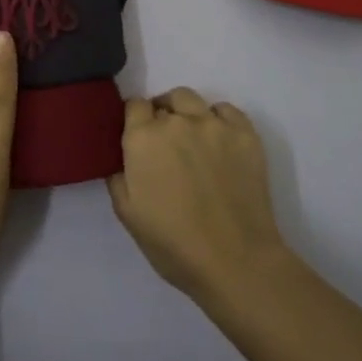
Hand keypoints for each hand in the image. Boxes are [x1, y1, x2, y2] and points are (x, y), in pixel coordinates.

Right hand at [107, 87, 293, 304]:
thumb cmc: (174, 244)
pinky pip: (226, 110)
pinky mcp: (244, 133)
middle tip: (167, 145)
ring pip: (192, 100)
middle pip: (164, 101)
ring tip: (192, 138)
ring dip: (186, 112)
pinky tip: (219, 141)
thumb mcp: (128, 215)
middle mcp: (176, 120)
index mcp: (143, 138)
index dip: (135, 120)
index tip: (139, 139)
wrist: (235, 261)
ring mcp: (213, 124)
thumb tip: (122, 160)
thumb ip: (117, 177)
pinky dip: (219, 119)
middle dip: (161, 116)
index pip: (134, 105)